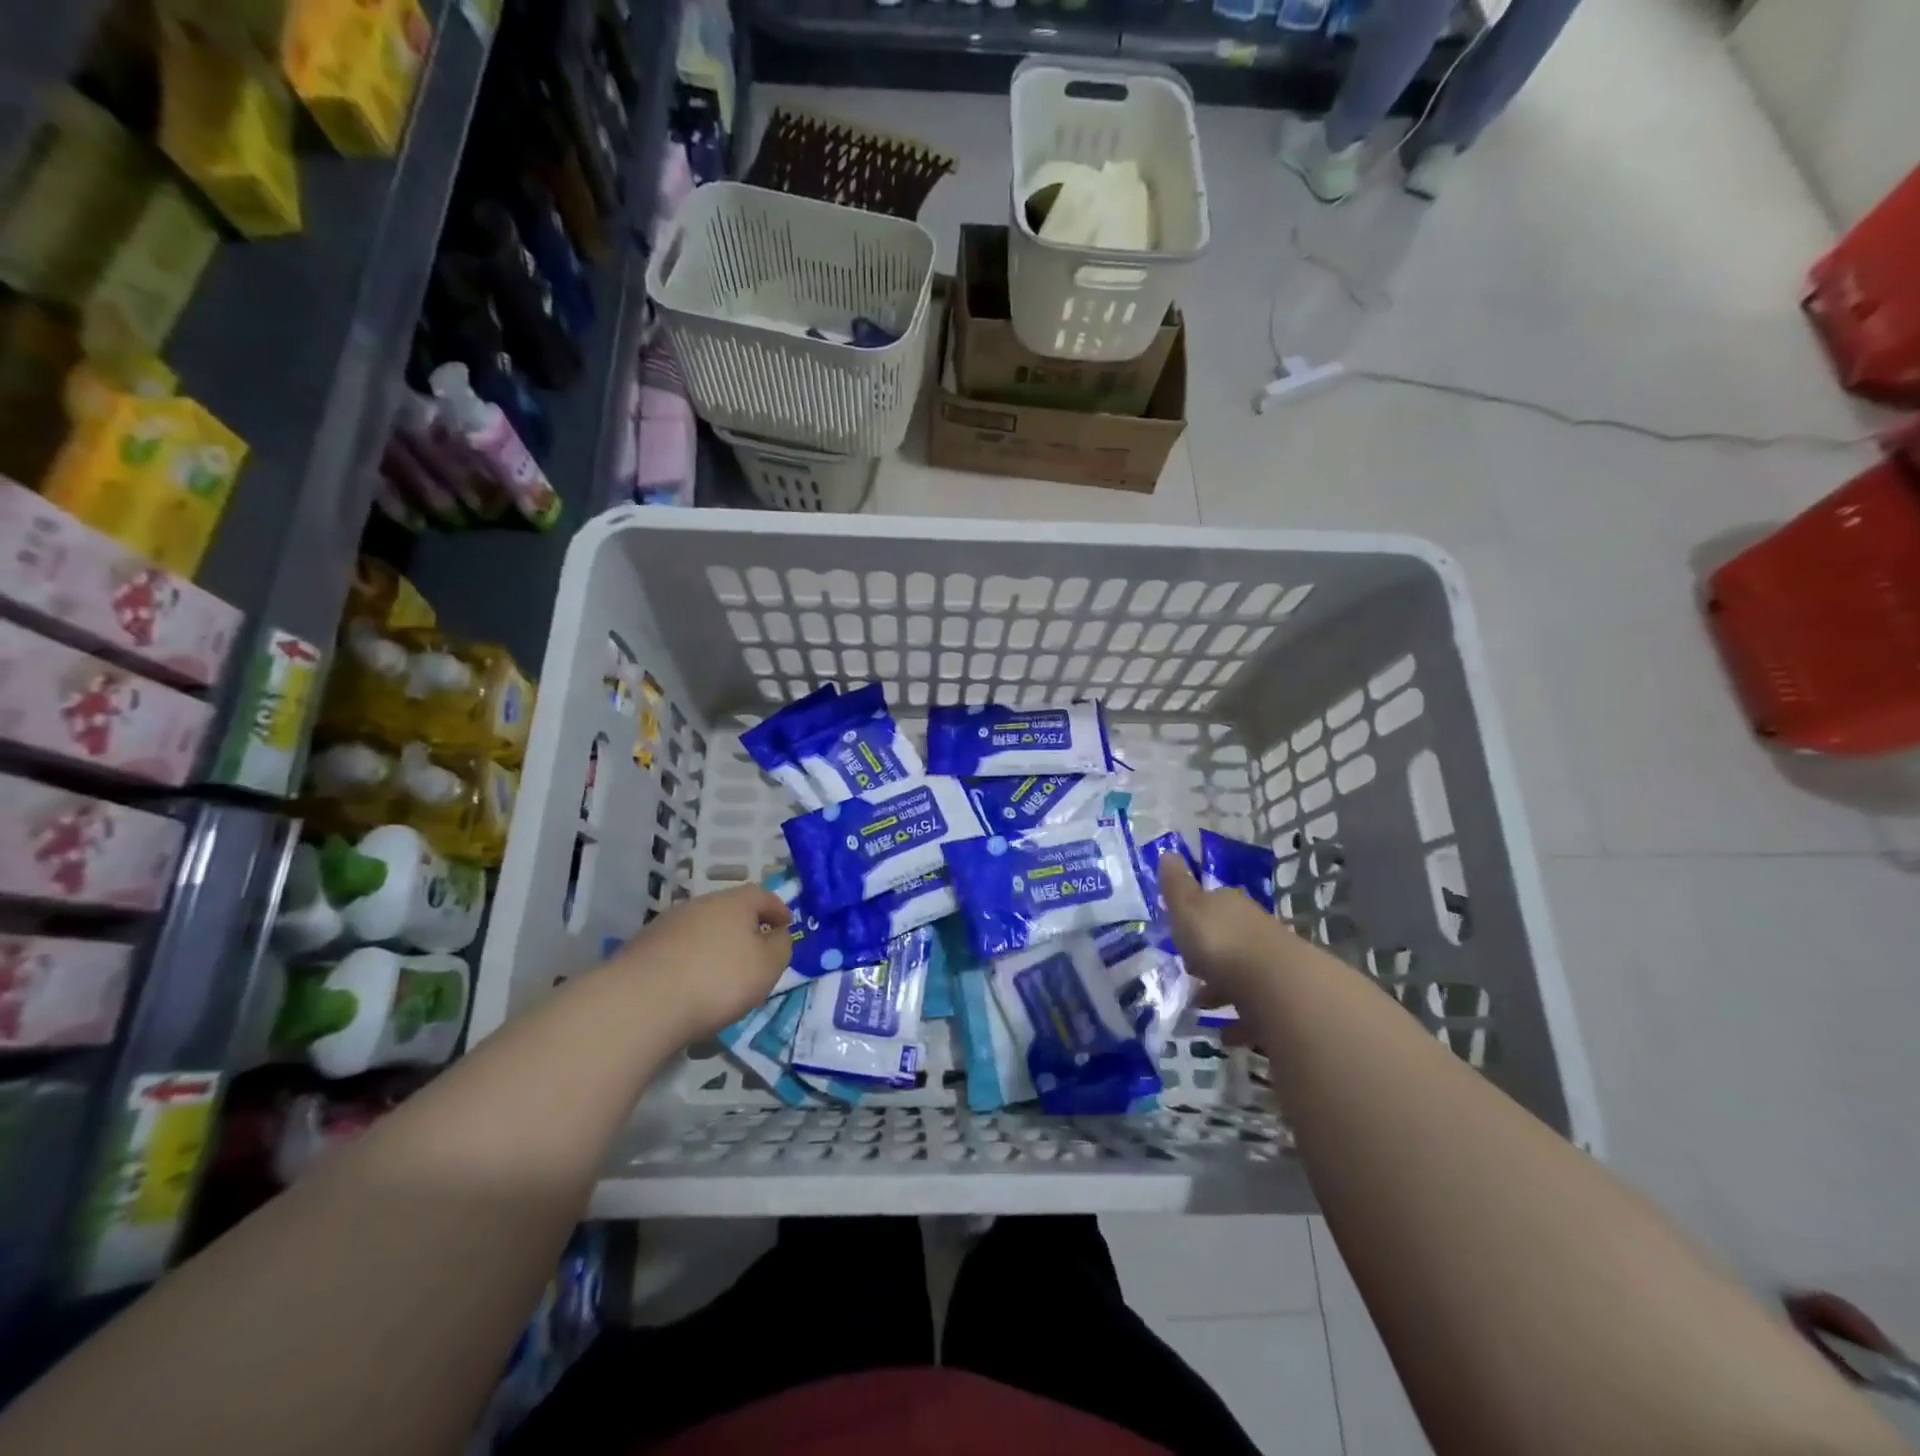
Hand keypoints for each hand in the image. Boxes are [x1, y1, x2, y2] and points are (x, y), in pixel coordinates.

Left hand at [608, 885, 790, 1040]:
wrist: (642, 1002)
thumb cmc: (719, 979)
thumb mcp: (767, 966)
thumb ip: (781, 947)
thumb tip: (779, 934)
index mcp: (735, 902)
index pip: (762, 895)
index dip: (778, 909)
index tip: (787, 925)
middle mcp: (700, 904)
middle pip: (729, 910)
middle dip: (744, 927)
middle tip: (755, 951)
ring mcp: (667, 924)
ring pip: (701, 928)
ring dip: (715, 944)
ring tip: (722, 973)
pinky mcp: (643, 948)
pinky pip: (678, 949)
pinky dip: (690, 960)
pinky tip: (691, 985)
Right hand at [1158, 852, 1301, 1019]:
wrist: (1276, 984)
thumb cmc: (1220, 941)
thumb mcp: (1187, 908)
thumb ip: (1176, 886)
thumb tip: (1168, 852)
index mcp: (1229, 905)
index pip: (1212, 903)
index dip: (1195, 917)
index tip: (1179, 934)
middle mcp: (1254, 929)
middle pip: (1229, 939)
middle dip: (1209, 956)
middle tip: (1189, 973)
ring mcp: (1272, 965)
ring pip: (1243, 974)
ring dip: (1223, 989)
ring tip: (1201, 1008)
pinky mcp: (1282, 1000)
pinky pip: (1256, 1009)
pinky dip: (1240, 1020)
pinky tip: (1226, 1035)